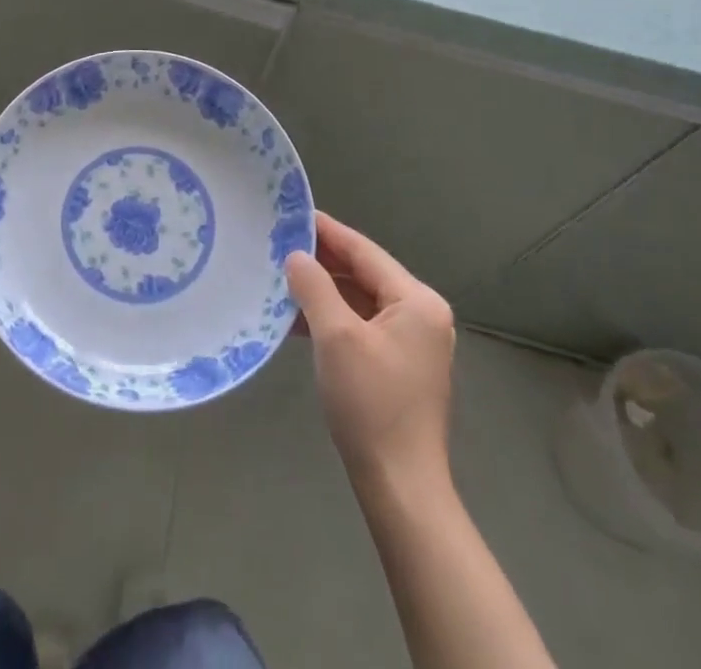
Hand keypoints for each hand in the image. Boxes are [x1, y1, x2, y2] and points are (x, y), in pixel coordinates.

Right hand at [287, 211, 456, 483]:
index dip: (327, 231)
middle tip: (279, 244)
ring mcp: (412, 343)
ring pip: (360, 301)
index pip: (364, 251)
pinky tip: (298, 318)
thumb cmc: (371, 404)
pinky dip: (332, 319)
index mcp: (417, 301)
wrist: (400, 487)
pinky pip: (361, 326)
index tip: (292, 214)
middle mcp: (421, 315)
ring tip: (281, 278)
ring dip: (323, 291)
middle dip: (322, 262)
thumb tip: (296, 256)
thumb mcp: (336, 336)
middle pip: (364, 274)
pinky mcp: (399, 366)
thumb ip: (314, 286)